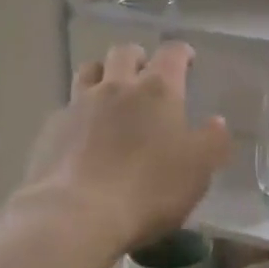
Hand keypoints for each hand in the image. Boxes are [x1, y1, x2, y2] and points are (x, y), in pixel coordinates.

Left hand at [19, 41, 230, 250]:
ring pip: (89, 70)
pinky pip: (67, 107)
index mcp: (157, 90)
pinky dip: (78, 111)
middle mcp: (117, 86)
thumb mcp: (198, 170)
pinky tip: (82, 133)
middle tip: (145, 73)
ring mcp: (79, 104)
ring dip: (103, 74)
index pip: (171, 53)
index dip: (181, 53)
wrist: (75, 215)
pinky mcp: (51, 128)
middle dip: (137, 57)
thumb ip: (213, 141)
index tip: (187, 60)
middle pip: (124, 52)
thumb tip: (217, 122)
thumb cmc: (148, 189)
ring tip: (110, 92)